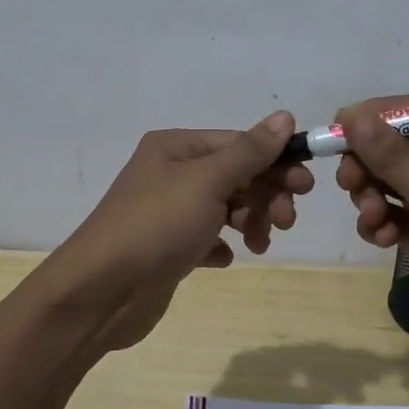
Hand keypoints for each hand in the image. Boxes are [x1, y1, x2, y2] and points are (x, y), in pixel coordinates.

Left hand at [41, 111, 312, 350]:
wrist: (101, 292)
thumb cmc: (156, 225)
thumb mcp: (207, 182)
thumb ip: (249, 151)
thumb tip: (285, 116)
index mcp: (176, 148)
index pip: (238, 143)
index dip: (275, 161)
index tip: (306, 186)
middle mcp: (171, 173)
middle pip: (235, 175)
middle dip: (265, 195)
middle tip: (287, 220)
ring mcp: (168, 212)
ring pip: (225, 207)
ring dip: (250, 221)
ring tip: (259, 243)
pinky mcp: (168, 248)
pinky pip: (207, 238)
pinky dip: (222, 244)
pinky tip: (224, 258)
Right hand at [334, 94, 408, 361]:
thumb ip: (393, 158)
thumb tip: (352, 115)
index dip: (376, 116)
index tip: (336, 127)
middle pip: (397, 144)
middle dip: (370, 164)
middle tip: (348, 182)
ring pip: (390, 179)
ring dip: (372, 196)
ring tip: (373, 220)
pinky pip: (393, 211)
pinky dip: (381, 221)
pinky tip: (383, 240)